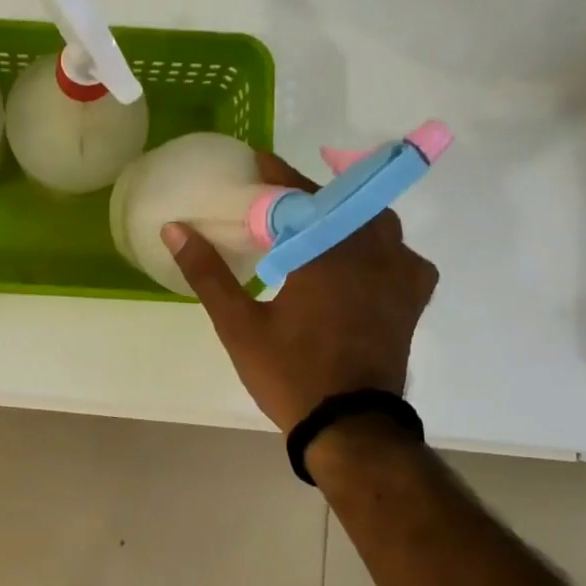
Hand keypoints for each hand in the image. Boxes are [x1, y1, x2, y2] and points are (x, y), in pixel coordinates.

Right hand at [161, 151, 437, 431]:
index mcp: (325, 252)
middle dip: (312, 194)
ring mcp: (398, 274)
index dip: (277, 176)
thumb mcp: (238, 324)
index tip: (259, 160)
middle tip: (283, 197)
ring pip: (376, 223)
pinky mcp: (411, 298)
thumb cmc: (290, 373)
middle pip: (341, 203)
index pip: (299, 197)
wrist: (349, 425)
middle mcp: (369, 252)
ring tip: (321, 221)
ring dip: (347, 214)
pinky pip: (402, 254)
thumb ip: (207, 273)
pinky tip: (364, 259)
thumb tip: (174, 228)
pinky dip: (382, 246)